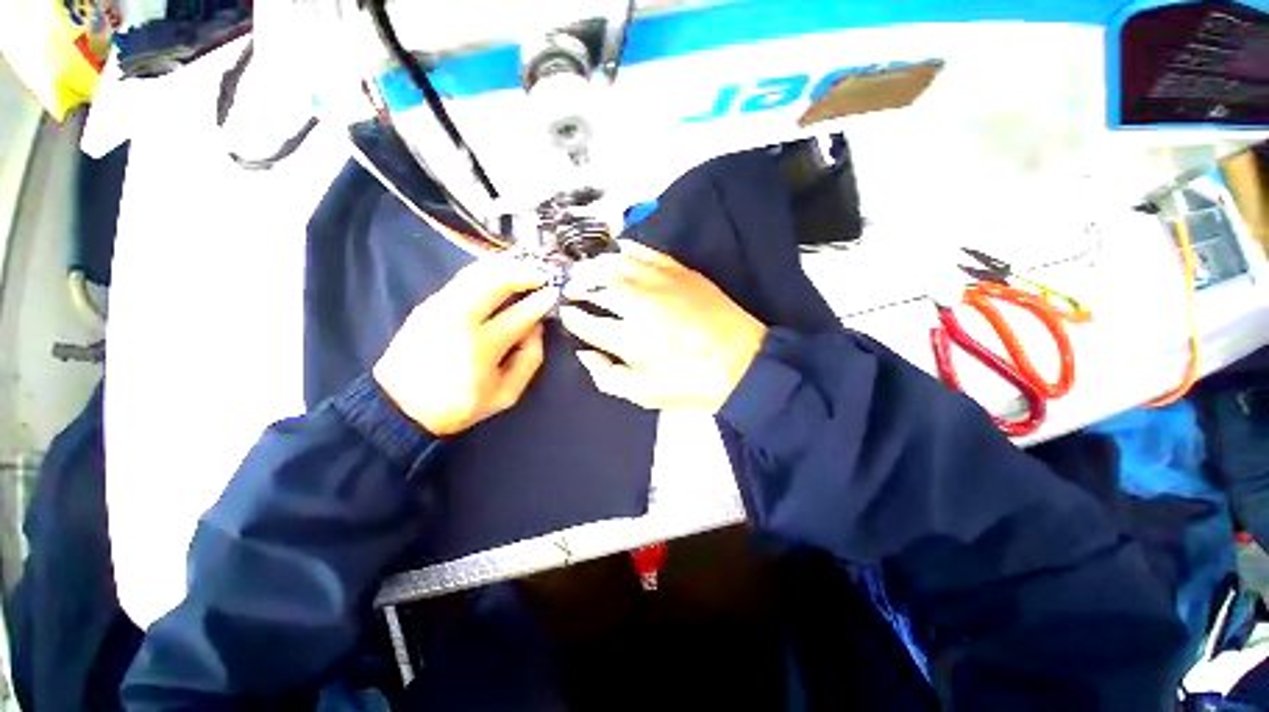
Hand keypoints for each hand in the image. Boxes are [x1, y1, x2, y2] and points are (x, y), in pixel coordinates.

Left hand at [374, 260, 556, 435]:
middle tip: (541, 273)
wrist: (400, 406)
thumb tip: (537, 328)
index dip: (541, 302)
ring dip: (504, 266)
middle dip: (523, 272)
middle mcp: (459, 319)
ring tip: (524, 268)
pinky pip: (462, 278)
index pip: (520, 315)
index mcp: (481, 347)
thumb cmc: (459, 405)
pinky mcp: (428, 304)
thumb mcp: (506, 394)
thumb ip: (529, 360)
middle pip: (495, 281)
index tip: (554, 293)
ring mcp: (439, 307)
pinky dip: (485, 271)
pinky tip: (499, 273)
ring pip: (476, 273)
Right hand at [560, 241, 766, 411]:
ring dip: (597, 265)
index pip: (586, 321)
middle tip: (572, 288)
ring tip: (589, 271)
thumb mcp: (642, 394)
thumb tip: (585, 354)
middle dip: (578, 284)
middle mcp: (639, 303)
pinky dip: (629, 249)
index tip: (566, 313)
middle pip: (596, 284)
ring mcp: (660, 283)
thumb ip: (606, 376)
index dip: (571, 317)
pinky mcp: (681, 272)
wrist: (741, 362)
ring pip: (618, 263)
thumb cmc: (689, 383)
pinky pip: (647, 252)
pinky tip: (620, 249)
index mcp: (628, 337)